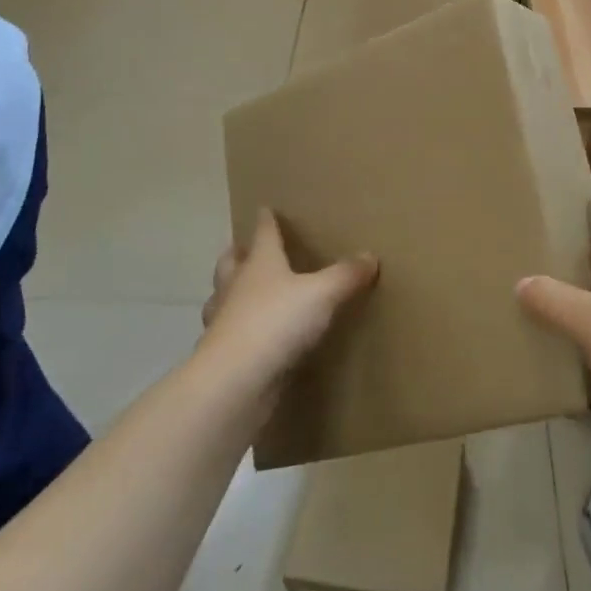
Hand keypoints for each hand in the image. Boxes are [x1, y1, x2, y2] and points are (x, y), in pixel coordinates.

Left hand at [199, 210, 377, 404]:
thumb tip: (370, 256)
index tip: (264, 208)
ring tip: (241, 293)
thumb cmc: (277, 322)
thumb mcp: (322, 294)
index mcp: (260, 264)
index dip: (266, 221)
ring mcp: (224, 323)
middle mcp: (237, 287)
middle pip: (231, 263)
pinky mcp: (222, 357)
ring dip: (228, 293)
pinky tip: (248, 339)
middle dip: (238, 254)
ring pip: (221, 299)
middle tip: (243, 249)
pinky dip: (235, 332)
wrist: (234, 382)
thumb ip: (346, 275)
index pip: (264, 234)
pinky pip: (227, 336)